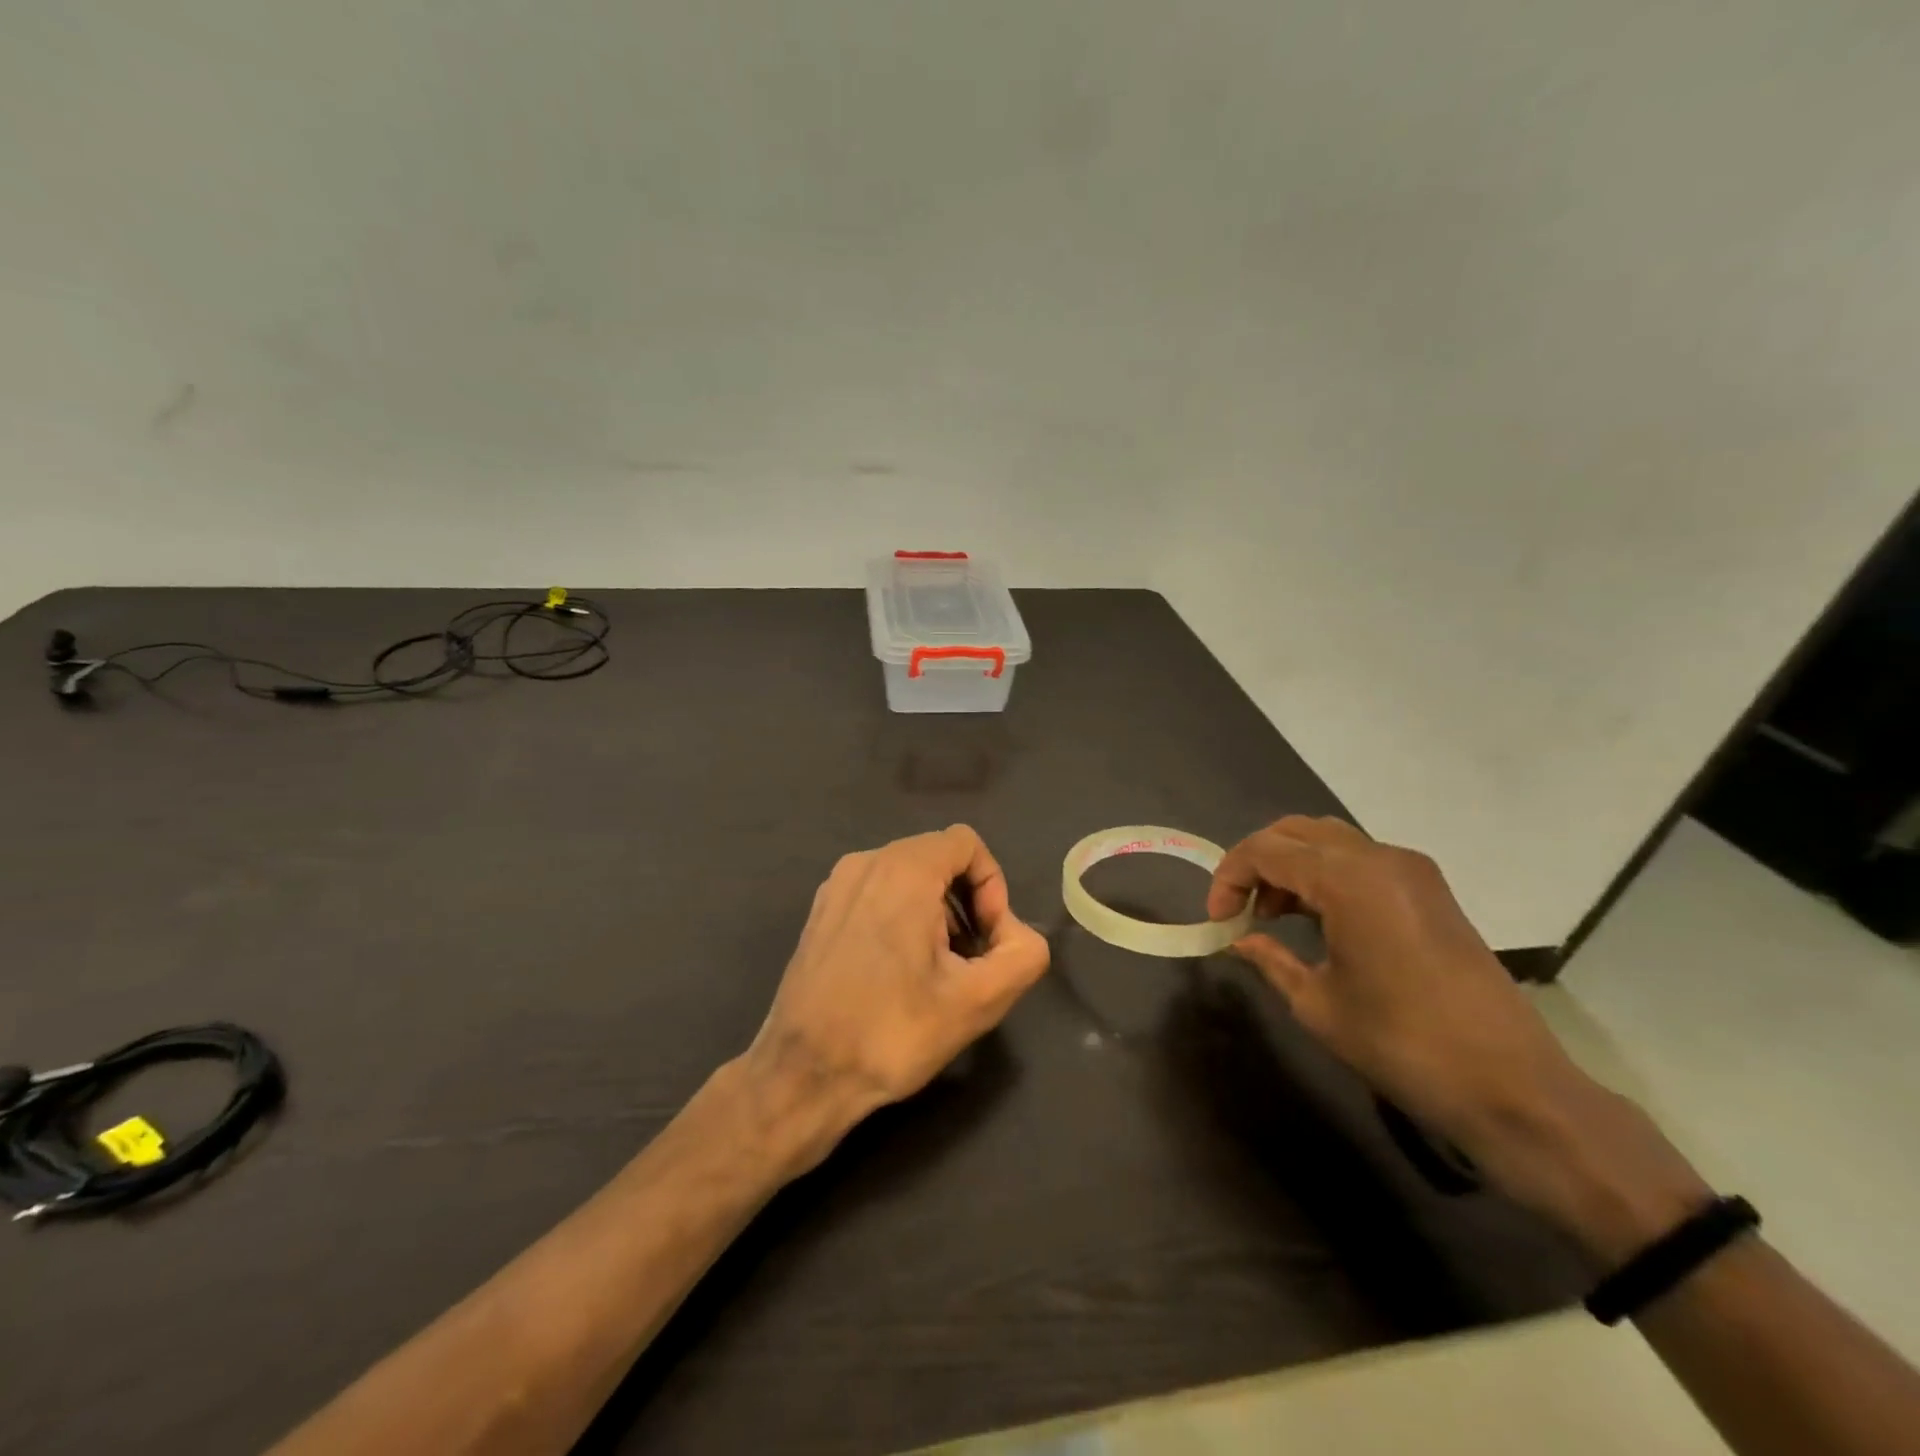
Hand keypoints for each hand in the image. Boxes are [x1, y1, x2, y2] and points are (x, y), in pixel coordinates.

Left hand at [741, 825, 1049, 1167]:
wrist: (803, 1074)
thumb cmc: (892, 1032)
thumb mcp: (978, 1000)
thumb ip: (1022, 954)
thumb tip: (1015, 934)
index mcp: (903, 869)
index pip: (967, 844)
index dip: (992, 885)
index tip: (988, 939)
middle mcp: (865, 862)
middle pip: (938, 859)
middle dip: (966, 903)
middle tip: (969, 961)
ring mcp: (836, 886)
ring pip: (907, 877)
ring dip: (936, 914)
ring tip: (935, 973)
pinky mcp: (820, 912)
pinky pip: (877, 894)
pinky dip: (901, 918)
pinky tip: (898, 974)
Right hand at [1209, 816, 1708, 1258]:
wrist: (1511, 1086)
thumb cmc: (1402, 1044)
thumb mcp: (1317, 1004)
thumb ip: (1270, 960)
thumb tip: (1240, 941)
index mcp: (1348, 878)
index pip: (1265, 850)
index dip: (1229, 877)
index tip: (1217, 919)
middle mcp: (1380, 858)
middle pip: (1296, 831)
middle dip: (1256, 862)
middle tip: (1239, 908)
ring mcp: (1411, 871)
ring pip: (1329, 840)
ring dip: (1291, 865)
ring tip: (1272, 914)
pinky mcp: (1431, 890)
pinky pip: (1361, 860)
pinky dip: (1325, 874)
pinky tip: (1316, 917)